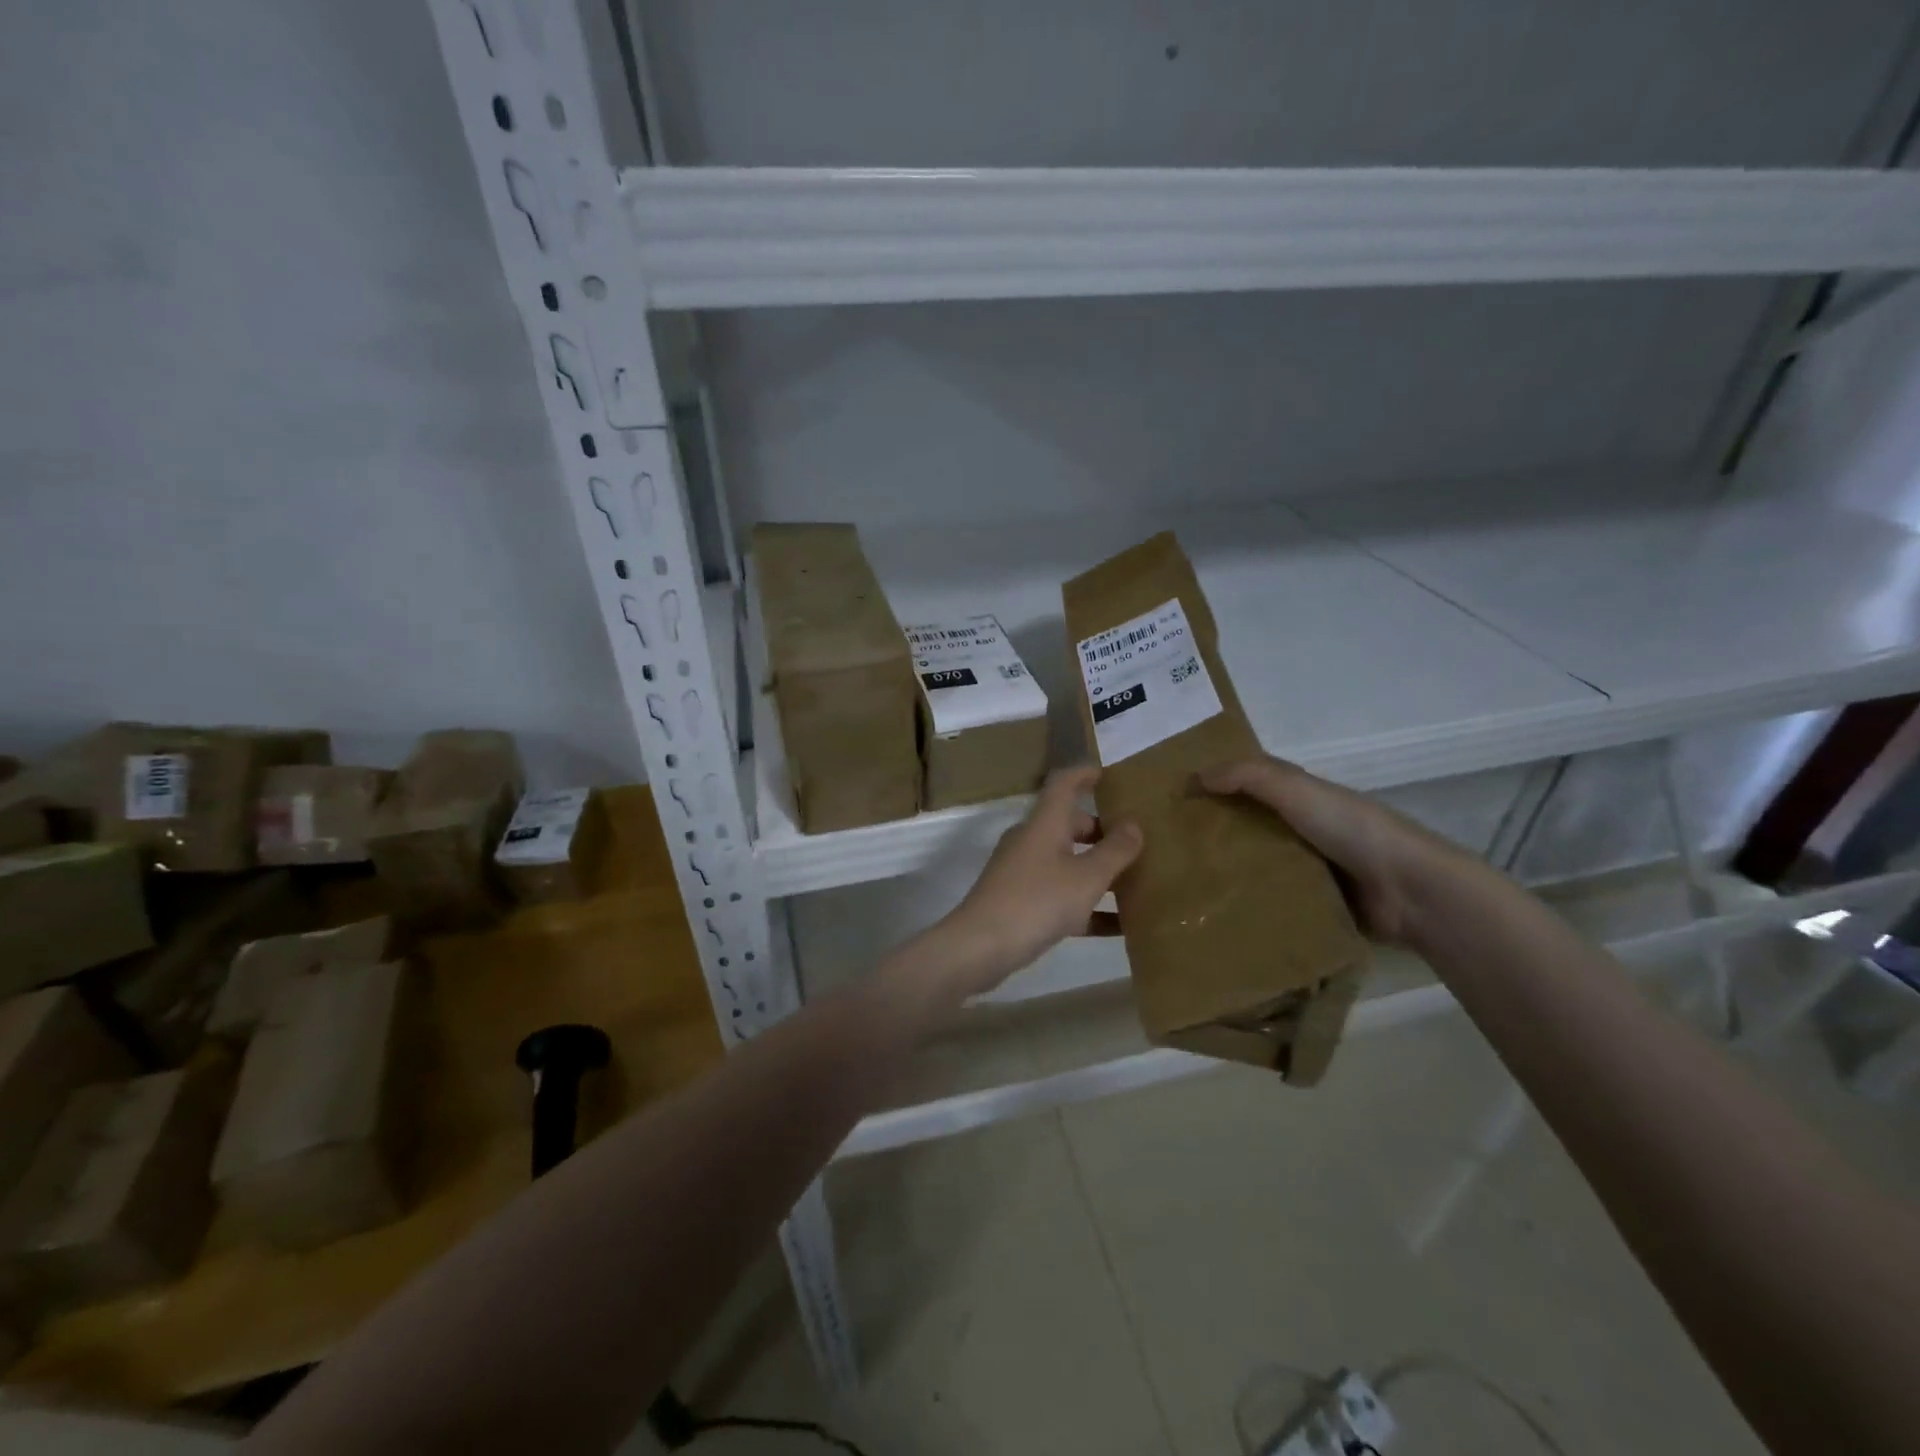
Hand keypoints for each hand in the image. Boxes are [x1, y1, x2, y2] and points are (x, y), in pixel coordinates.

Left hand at [921, 767, 1142, 999]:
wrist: (981, 946)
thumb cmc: (1037, 900)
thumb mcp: (1086, 876)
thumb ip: (1115, 851)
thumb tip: (1134, 825)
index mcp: (1045, 823)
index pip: (1064, 784)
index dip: (1086, 774)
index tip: (1111, 775)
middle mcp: (1032, 841)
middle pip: (1069, 825)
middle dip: (1102, 831)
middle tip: (1139, 841)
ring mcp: (1023, 872)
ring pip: (1067, 862)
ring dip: (1098, 870)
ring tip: (1137, 881)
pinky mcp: (1021, 903)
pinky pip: (1061, 896)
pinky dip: (1087, 905)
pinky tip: (1119, 927)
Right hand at [1198, 756, 1467, 946]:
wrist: (1408, 890)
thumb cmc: (1349, 828)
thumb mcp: (1296, 789)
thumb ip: (1248, 776)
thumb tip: (1195, 777)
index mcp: (1301, 797)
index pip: (1248, 785)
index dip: (1214, 785)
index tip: (1173, 798)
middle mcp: (1302, 830)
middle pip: (1248, 827)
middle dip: (1213, 833)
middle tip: (1165, 848)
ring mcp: (1310, 870)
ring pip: (1257, 866)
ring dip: (1227, 872)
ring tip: (1181, 885)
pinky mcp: (1314, 906)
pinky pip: (1273, 901)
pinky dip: (1249, 905)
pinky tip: (1216, 913)